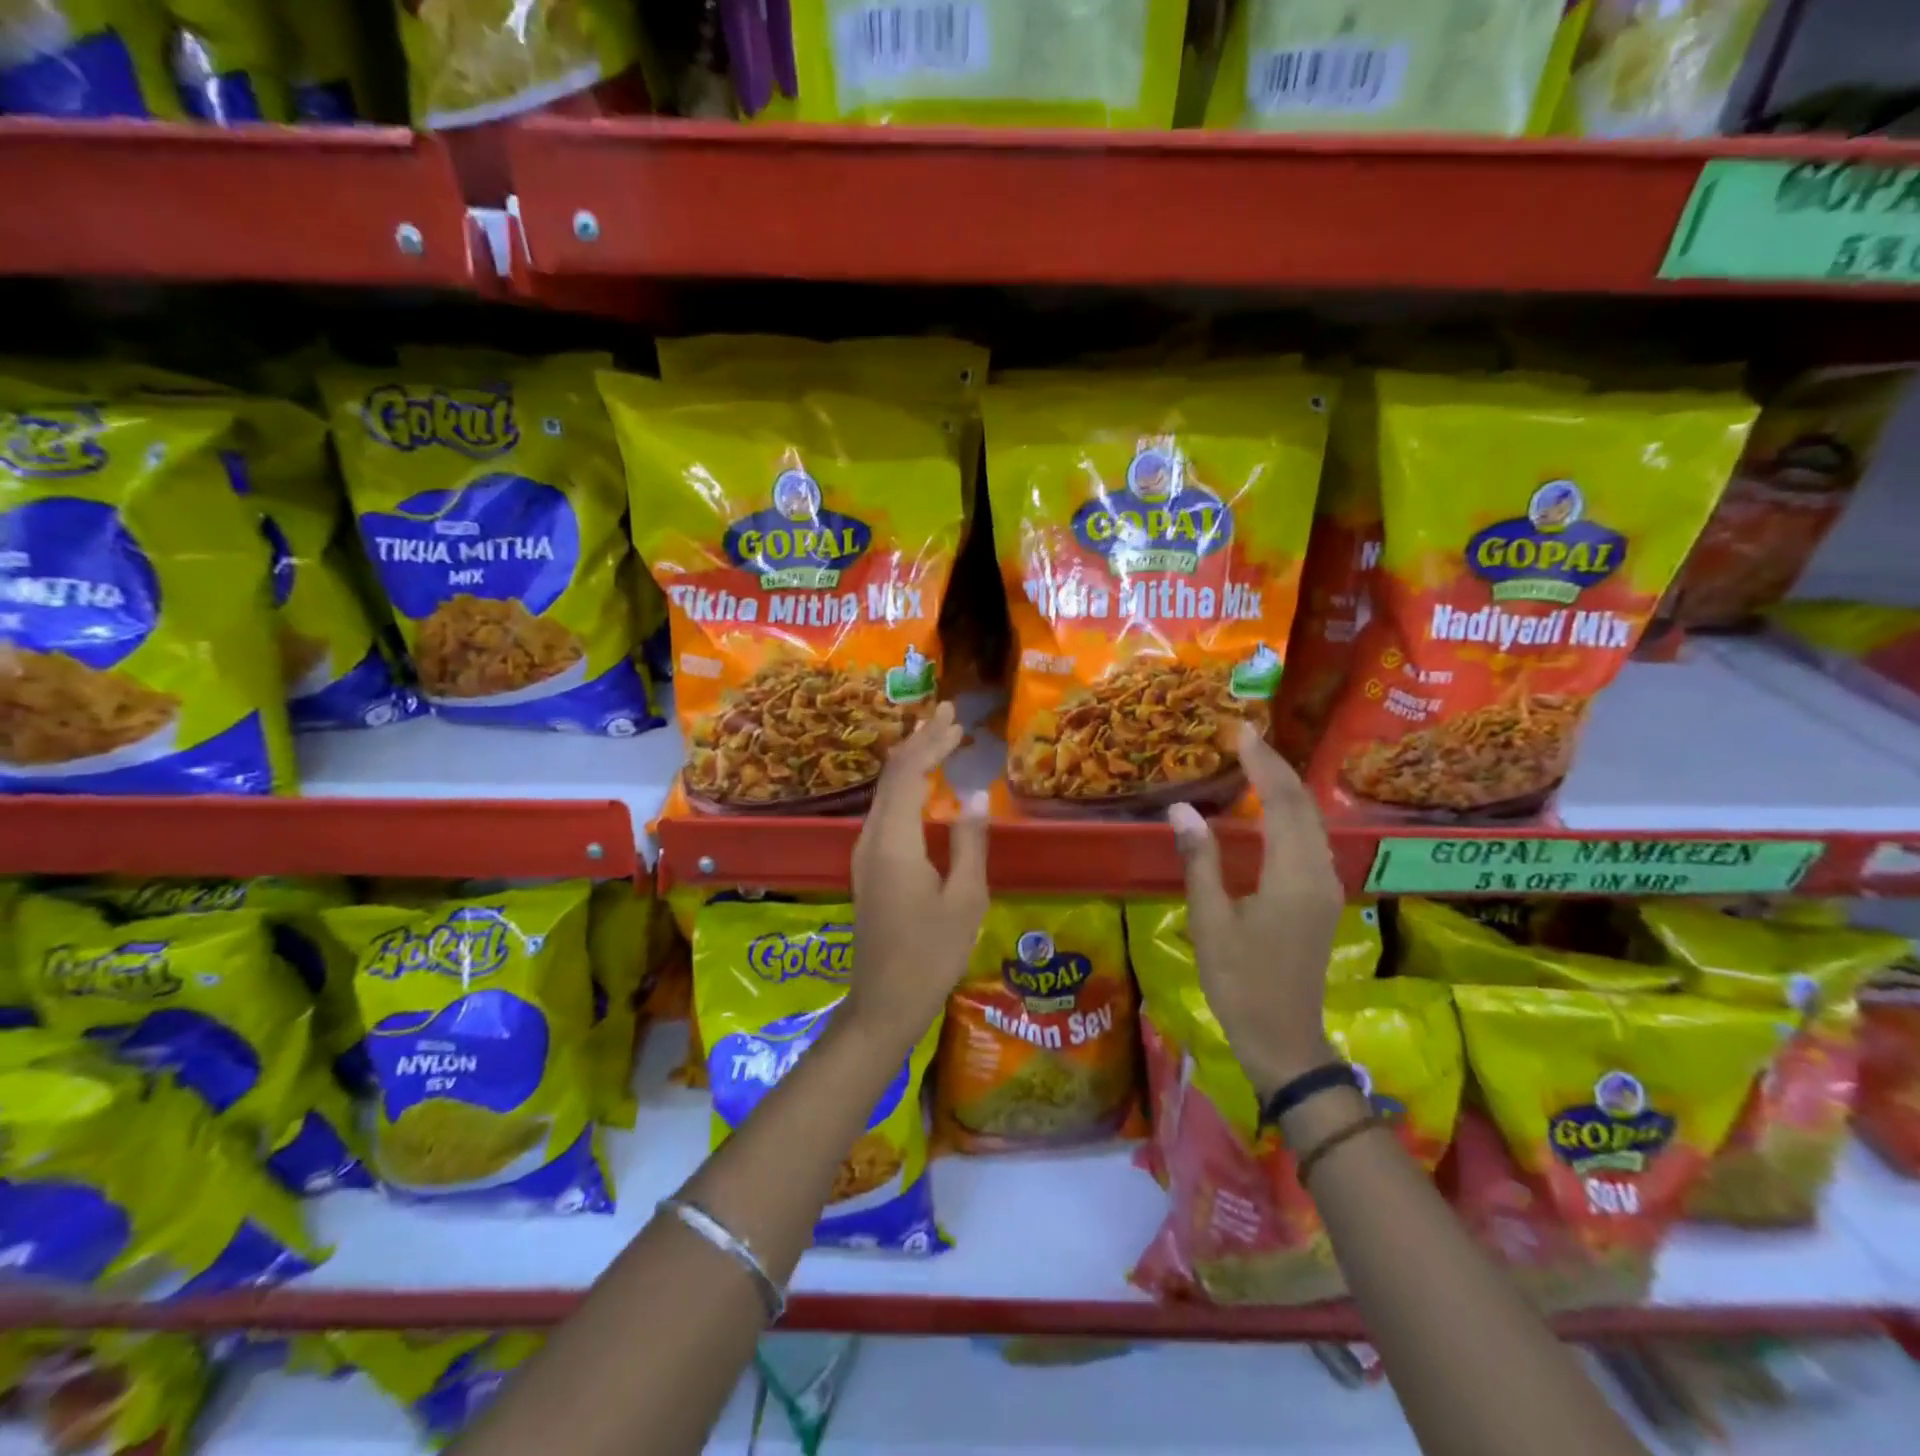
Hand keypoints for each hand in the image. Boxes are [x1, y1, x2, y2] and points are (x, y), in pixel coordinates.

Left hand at [848, 702, 989, 1051]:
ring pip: (886, 792)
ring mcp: (864, 853)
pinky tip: (923, 786)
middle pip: (892, 776)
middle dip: (920, 742)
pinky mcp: (868, 867)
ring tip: (940, 740)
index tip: (956, 719)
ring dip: (913, 762)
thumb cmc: (931, 954)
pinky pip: (885, 811)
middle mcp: (871, 838)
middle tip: (949, 715)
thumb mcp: (965, 900)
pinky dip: (906, 787)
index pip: (908, 774)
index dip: (932, 742)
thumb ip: (969, 843)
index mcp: (894, 841)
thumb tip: (975, 796)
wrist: (884, 1002)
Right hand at [1168, 721, 1344, 1097]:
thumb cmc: (1240, 982)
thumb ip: (1200, 861)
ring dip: (1286, 788)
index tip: (1240, 733)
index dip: (1263, 765)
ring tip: (1255, 762)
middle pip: (1304, 806)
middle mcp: (1319, 873)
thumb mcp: (1210, 921)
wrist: (1283, 1038)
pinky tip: (1269, 810)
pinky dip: (1290, 814)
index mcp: (1293, 876)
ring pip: (1311, 822)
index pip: (1283, 803)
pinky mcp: (1321, 899)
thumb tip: (1182, 808)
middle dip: (1277, 767)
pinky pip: (1309, 841)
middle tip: (1245, 738)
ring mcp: (1325, 887)